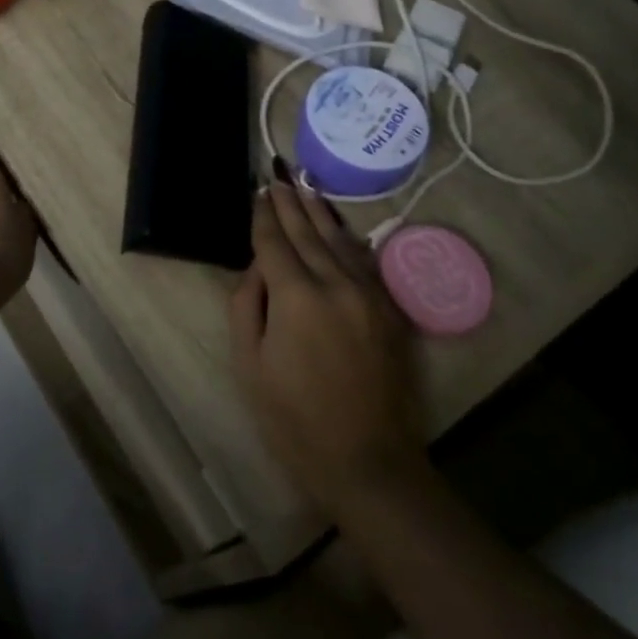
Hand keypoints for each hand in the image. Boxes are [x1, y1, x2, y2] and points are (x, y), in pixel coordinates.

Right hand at [229, 183, 431, 515]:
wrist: (368, 463)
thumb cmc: (294, 419)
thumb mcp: (250, 364)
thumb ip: (247, 305)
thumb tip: (258, 268)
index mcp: (296, 297)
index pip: (274, 242)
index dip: (262, 215)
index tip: (256, 190)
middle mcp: (335, 284)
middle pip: (307, 232)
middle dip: (289, 203)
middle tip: (277, 176)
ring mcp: (369, 295)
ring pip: (339, 240)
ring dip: (319, 212)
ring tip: (304, 187)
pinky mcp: (389, 310)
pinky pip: (364, 261)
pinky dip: (346, 238)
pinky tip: (338, 227)